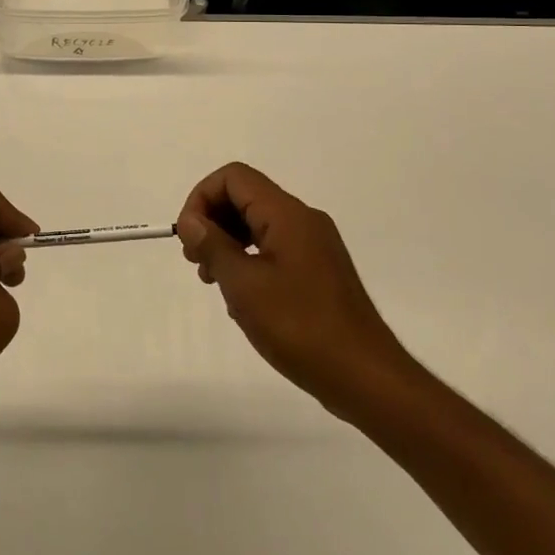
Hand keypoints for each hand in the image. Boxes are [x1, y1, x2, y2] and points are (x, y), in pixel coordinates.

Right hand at [176, 163, 418, 421]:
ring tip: (213, 281)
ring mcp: (315, 245)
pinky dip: (249, 260)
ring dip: (228, 243)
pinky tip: (242, 299)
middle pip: (246, 197)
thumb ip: (213, 245)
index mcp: (287, 214)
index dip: (202, 198)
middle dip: (213, 221)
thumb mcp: (244, 285)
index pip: (234, 178)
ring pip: (259, 224)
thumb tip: (191, 220)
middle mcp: (303, 220)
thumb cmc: (300, 327)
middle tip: (195, 261)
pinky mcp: (320, 271)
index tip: (188, 238)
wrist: (366, 377)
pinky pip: (275, 248)